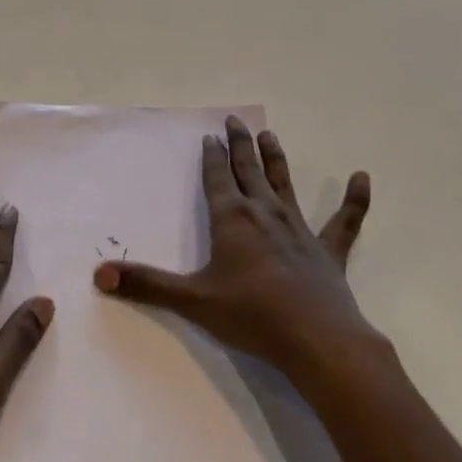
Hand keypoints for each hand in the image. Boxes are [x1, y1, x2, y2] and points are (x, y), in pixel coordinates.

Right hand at [93, 117, 379, 384]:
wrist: (316, 340)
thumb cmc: (251, 315)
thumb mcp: (192, 300)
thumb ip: (147, 285)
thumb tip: (98, 274)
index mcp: (232, 219)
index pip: (218, 178)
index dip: (212, 156)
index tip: (209, 136)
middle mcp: (264, 213)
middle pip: (249, 170)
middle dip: (240, 144)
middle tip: (235, 121)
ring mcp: (299, 229)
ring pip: (284, 184)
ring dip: (275, 159)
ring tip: (270, 135)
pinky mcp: (328, 251)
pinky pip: (344, 221)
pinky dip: (354, 200)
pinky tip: (362, 177)